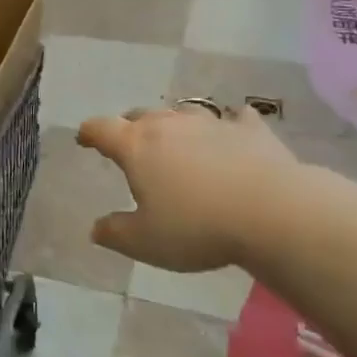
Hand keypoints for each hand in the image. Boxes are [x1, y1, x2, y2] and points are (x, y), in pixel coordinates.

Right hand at [76, 105, 298, 271]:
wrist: (272, 211)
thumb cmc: (197, 226)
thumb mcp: (146, 242)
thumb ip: (116, 233)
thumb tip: (96, 228)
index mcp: (136, 146)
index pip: (102, 129)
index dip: (89, 133)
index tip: (84, 139)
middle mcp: (169, 125)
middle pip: (140, 115)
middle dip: (129, 127)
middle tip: (130, 145)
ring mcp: (211, 122)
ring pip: (182, 113)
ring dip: (174, 124)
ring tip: (176, 140)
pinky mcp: (250, 129)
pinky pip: (235, 119)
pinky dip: (229, 123)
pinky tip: (235, 128)